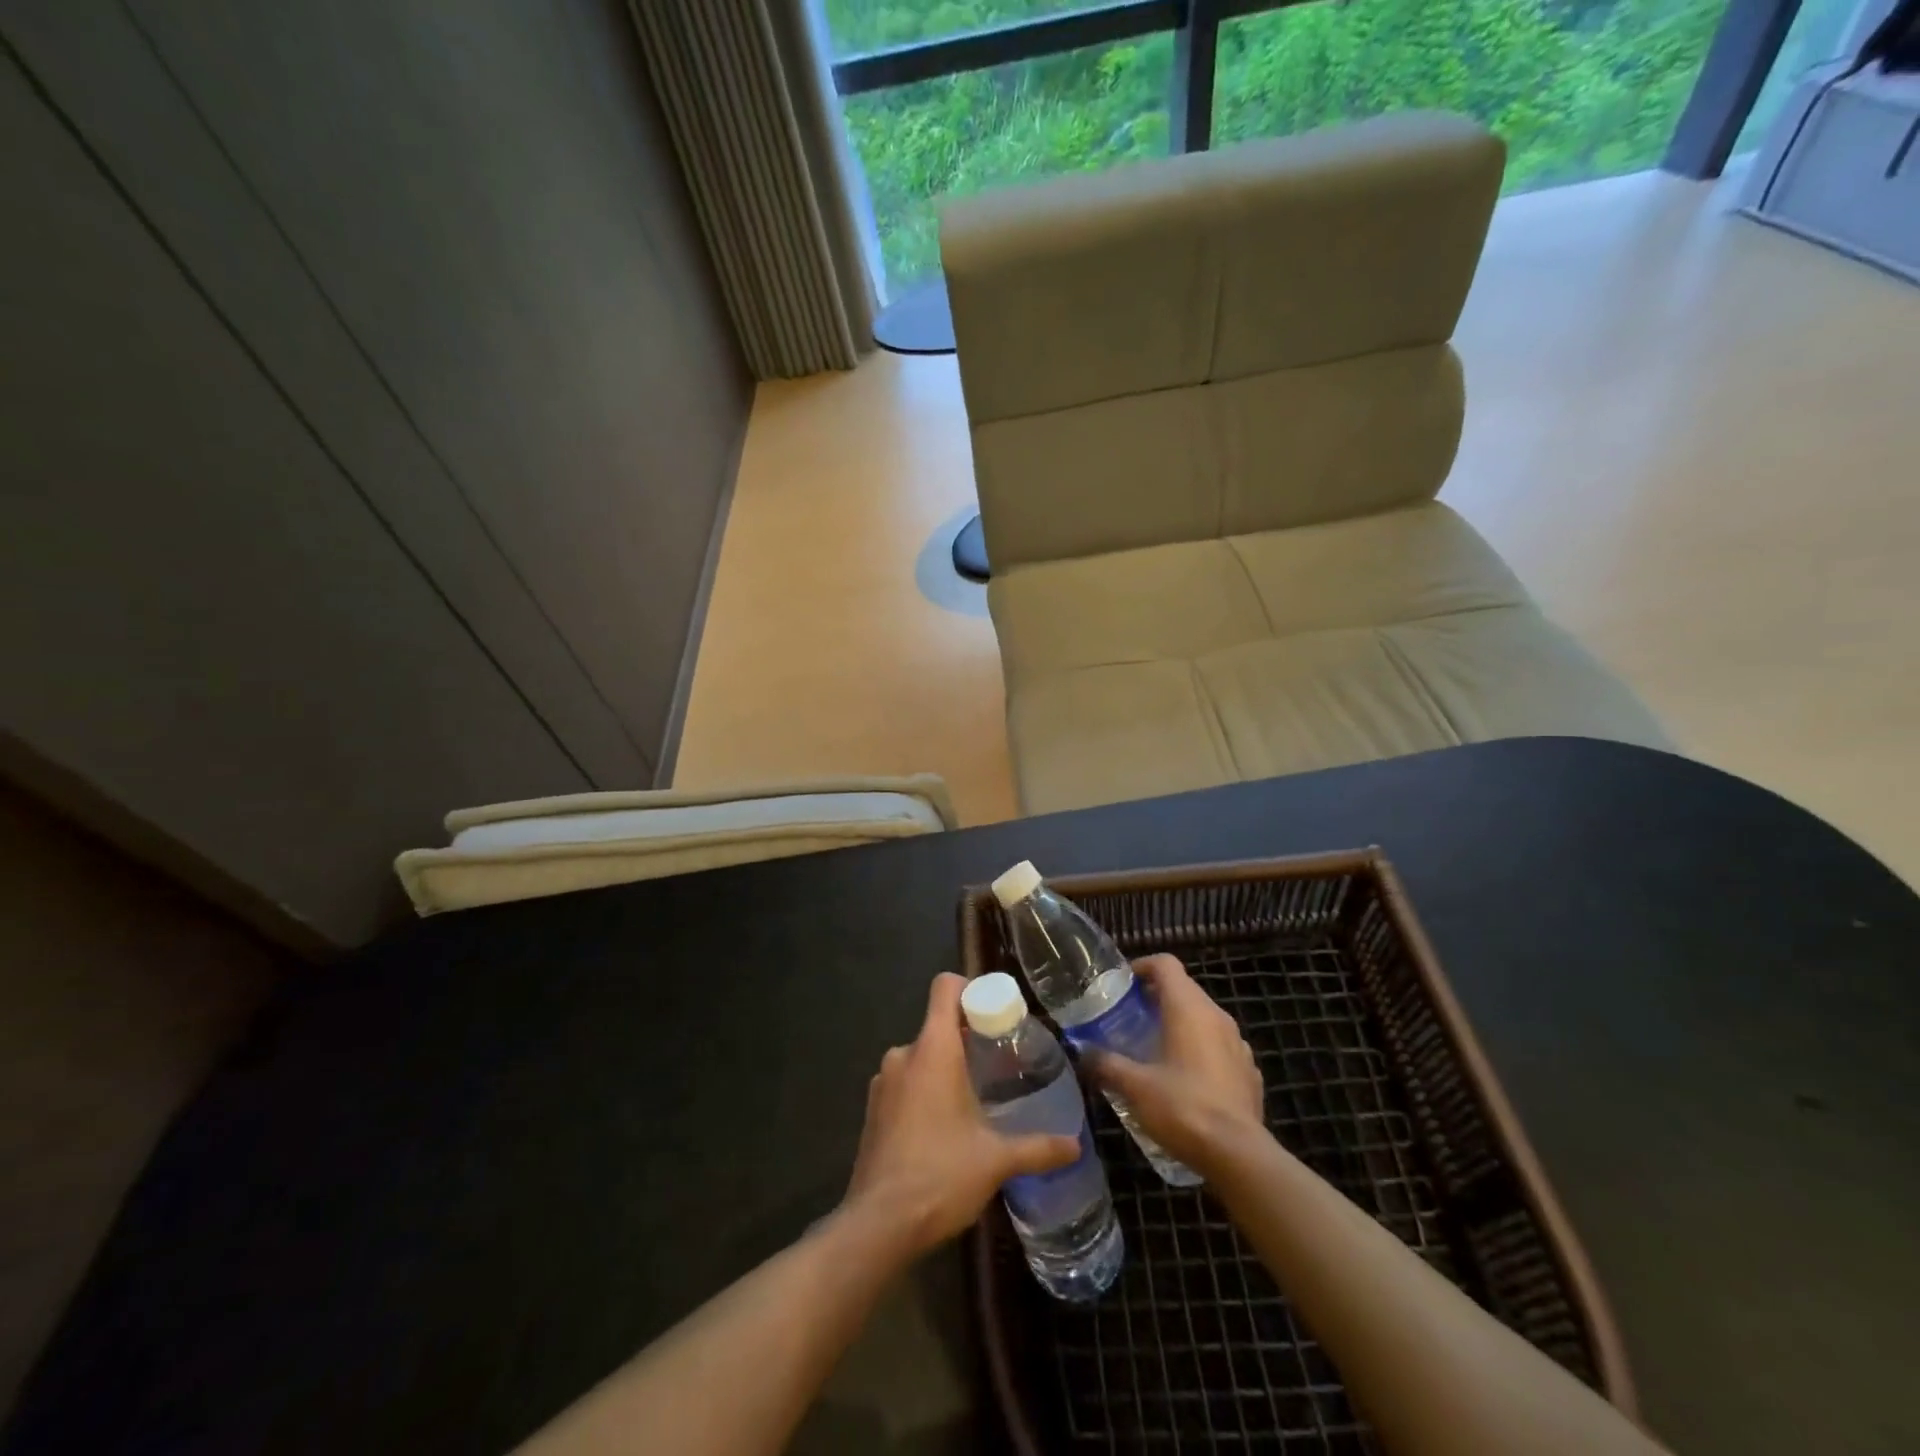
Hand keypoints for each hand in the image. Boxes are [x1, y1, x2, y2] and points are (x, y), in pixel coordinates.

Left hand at [841, 973, 1078, 1258]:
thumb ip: (1037, 1147)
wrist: (877, 1225)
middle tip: (999, 1063)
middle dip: (967, 1038)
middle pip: (937, 1024)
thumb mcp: (996, 1160)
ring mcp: (883, 1082)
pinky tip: (945, 1127)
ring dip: (945, 1068)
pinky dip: (925, 1091)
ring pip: (921, 1057)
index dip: (971, 988)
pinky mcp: (873, 1110)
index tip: (996, 1013)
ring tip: (976, 1098)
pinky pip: (905, 1083)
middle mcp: (903, 1054)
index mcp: (933, 1049)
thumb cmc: (940, 1175)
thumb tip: (1075, 1145)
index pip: (945, 987)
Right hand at [1088, 955, 1265, 1176]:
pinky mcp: (1250, 1071)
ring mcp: (1238, 1043)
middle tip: (1129, 1020)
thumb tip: (1083, 1053)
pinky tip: (1187, 1079)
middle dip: (1156, 998)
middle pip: (1184, 989)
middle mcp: (1216, 1016)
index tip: (1122, 986)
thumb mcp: (1134, 1086)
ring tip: (1155, 1050)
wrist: (1238, 1155)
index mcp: (1188, 1007)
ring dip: (1180, 1024)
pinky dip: (1202, 1050)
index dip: (1142, 967)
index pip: (1165, 964)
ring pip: (1204, 1018)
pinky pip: (1221, 1047)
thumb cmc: (1183, 1108)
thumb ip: (1106, 1063)